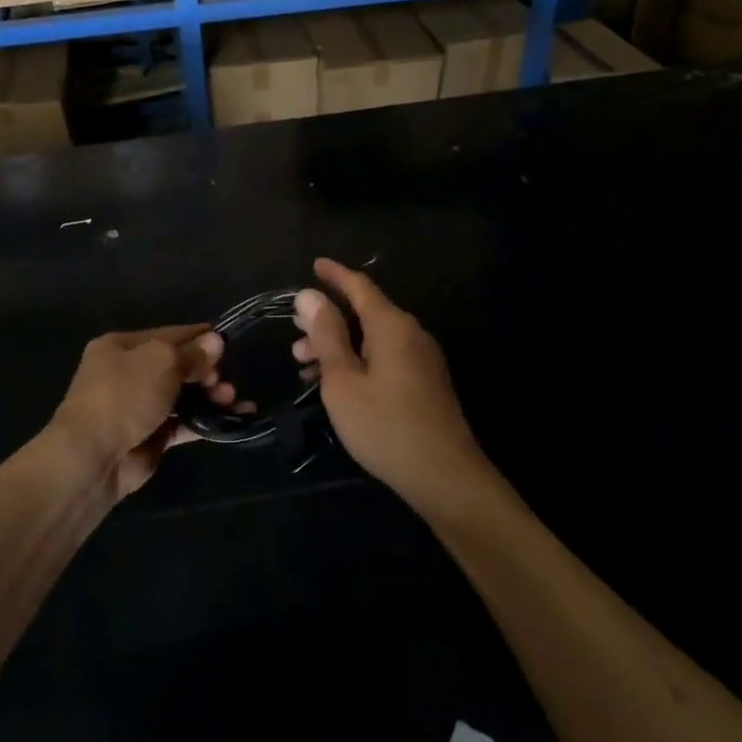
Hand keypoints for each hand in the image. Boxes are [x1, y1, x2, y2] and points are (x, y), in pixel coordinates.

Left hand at [50, 326, 225, 499]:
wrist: (92, 458)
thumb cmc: (124, 395)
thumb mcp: (161, 362)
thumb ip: (192, 353)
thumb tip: (216, 340)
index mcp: (122, 346)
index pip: (168, 334)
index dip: (199, 337)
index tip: (229, 342)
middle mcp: (127, 373)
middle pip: (177, 365)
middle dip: (205, 370)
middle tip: (225, 380)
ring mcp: (138, 407)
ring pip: (181, 395)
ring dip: (209, 395)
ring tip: (231, 399)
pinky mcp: (149, 437)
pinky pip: (182, 423)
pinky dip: (204, 420)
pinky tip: (229, 419)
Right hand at [293, 259, 488, 506]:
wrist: (446, 477)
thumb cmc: (385, 426)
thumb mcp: (343, 379)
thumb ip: (326, 335)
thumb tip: (309, 295)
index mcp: (392, 325)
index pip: (359, 286)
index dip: (335, 275)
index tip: (315, 265)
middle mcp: (411, 333)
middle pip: (365, 312)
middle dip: (328, 318)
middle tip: (295, 332)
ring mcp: (422, 359)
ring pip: (373, 338)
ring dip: (339, 345)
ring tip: (305, 365)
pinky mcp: (425, 383)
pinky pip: (385, 357)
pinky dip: (357, 360)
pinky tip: (337, 383)